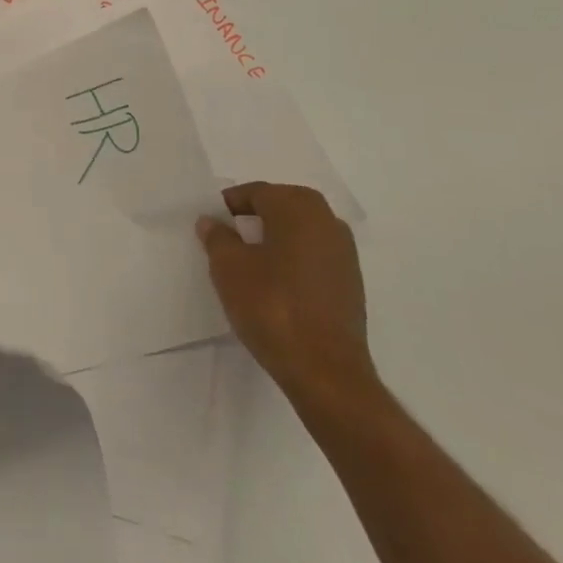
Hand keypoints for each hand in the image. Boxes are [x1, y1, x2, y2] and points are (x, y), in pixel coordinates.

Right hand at [198, 182, 380, 415]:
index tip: (211, 222)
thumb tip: (212, 221)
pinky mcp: (351, 283)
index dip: (230, 204)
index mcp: (298, 208)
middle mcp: (327, 221)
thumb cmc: (271, 306)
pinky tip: (275, 285)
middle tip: (228, 237)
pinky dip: (293, 260)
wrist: (325, 370)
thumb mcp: (229, 268)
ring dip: (276, 238)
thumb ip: (218, 238)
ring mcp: (345, 253)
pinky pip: (314, 256)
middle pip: (283, 206)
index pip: (257, 192)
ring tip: (250, 262)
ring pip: (301, 232)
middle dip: (255, 217)